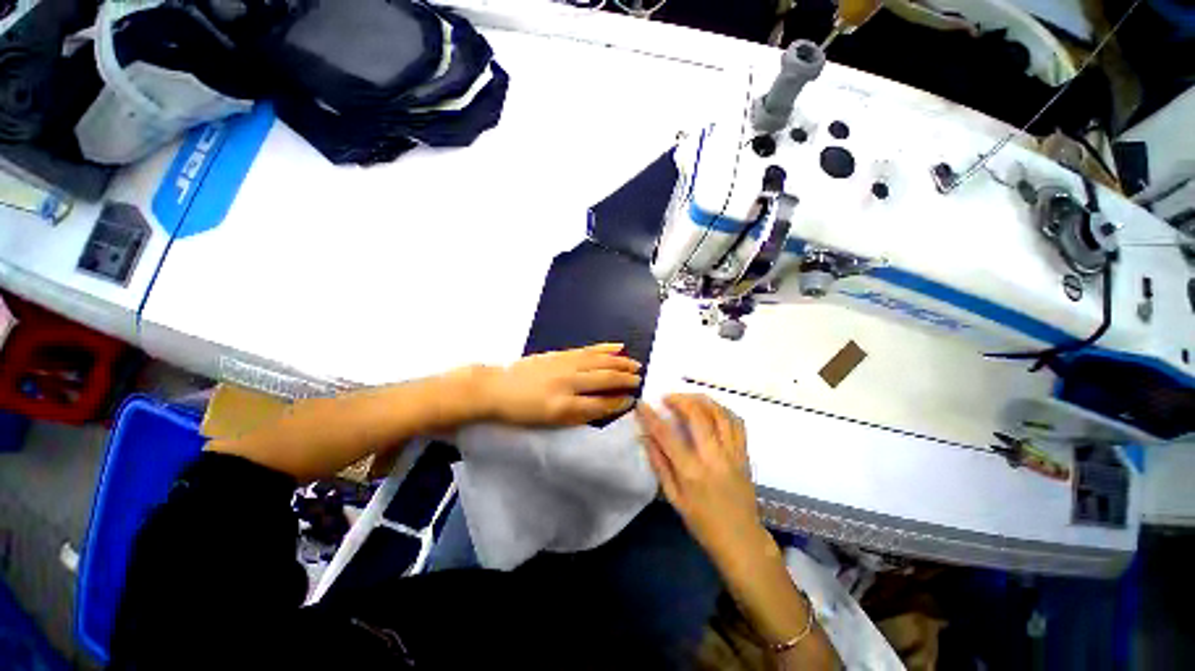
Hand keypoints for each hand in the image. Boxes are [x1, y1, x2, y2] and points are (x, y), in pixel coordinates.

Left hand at [482, 343, 641, 425]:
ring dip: (619, 362)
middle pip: (603, 379)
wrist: (497, 388)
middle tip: (639, 378)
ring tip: (635, 363)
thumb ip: (577, 415)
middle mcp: (567, 382)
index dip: (618, 402)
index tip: (632, 400)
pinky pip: (587, 350)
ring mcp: (564, 364)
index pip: (599, 404)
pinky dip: (604, 348)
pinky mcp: (560, 354)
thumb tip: (602, 407)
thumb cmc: (522, 411)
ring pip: (599, 361)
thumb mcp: (548, 422)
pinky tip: (616, 346)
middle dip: (624, 379)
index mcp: (563, 405)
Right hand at [636, 394, 762, 567]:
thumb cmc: (703, 523)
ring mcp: (732, 453)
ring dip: (701, 399)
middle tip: (667, 397)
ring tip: (687, 398)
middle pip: (697, 415)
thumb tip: (644, 437)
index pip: (667, 435)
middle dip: (679, 399)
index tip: (641, 404)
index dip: (651, 417)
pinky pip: (736, 423)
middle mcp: (713, 457)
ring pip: (719, 413)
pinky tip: (711, 408)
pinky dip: (722, 409)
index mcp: (691, 472)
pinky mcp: (744, 454)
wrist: (742, 540)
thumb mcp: (674, 498)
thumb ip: (659, 465)